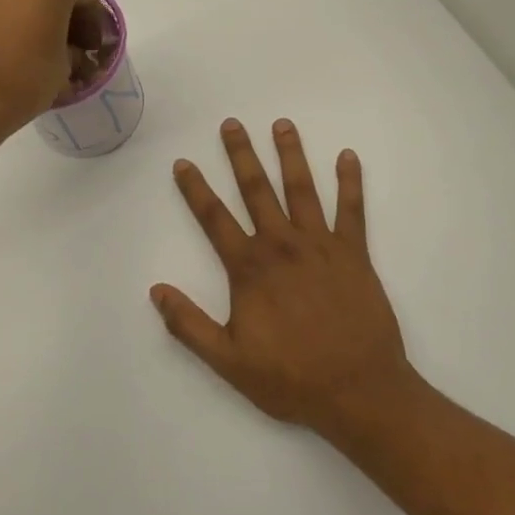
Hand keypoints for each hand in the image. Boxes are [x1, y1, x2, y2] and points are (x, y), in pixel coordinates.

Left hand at [0, 0, 101, 146]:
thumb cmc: (21, 77)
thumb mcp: (64, 69)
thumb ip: (74, 52)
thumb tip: (69, 53)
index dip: (94, 24)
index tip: (92, 51)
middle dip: (62, 15)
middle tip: (67, 50)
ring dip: (32, 15)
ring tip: (34, 53)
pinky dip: (5, 20)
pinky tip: (7, 51)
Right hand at [151, 119, 419, 441]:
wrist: (358, 391)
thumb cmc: (291, 378)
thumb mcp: (228, 361)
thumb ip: (189, 325)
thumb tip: (156, 291)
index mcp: (250, 269)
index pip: (214, 219)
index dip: (195, 189)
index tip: (183, 163)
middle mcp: (282, 246)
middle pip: (256, 191)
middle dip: (241, 155)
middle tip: (232, 124)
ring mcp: (321, 246)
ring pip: (302, 189)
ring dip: (290, 155)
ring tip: (282, 125)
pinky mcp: (354, 254)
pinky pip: (352, 210)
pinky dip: (350, 182)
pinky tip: (347, 156)